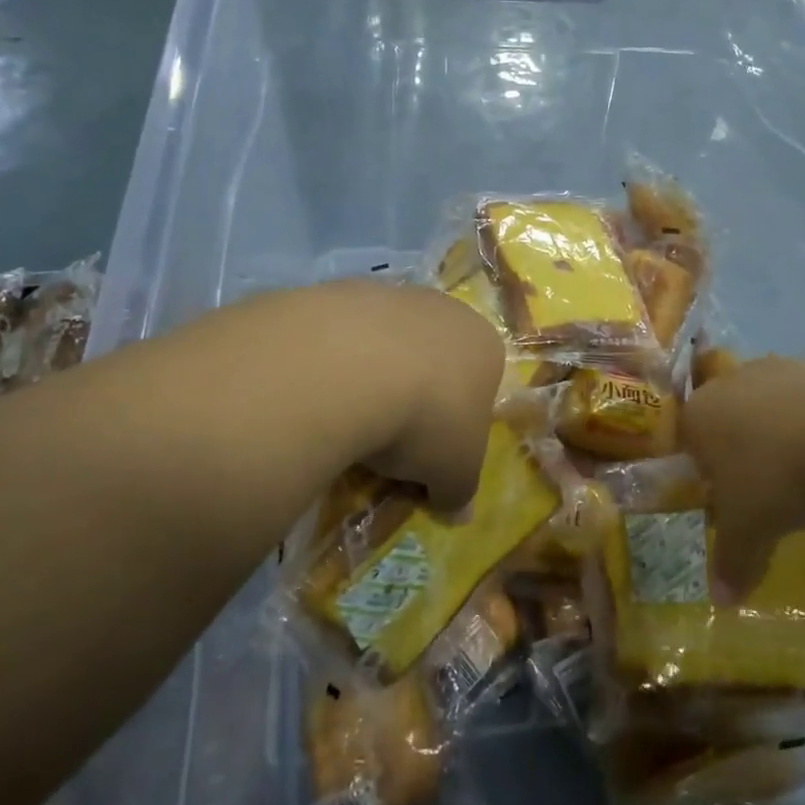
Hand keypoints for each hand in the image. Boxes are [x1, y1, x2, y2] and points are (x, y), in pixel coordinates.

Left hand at [326, 280, 504, 510]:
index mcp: (485, 346)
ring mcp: (393, 294)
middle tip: (390, 438)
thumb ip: (459, 492)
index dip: (459, 423)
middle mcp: (446, 309)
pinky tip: (320, 388)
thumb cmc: (425, 420)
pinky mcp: (342, 289)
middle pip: (435, 359)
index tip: (432, 454)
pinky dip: (335, 360)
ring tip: (348, 416)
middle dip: (418, 394)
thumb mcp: (454, 473)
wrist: (351, 366)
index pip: (481, 385)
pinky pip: (343, 335)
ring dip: (374, 374)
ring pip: (387, 342)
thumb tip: (460, 514)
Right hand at [681, 357, 804, 601]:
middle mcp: (726, 384)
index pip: (687, 442)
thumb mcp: (751, 530)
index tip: (728, 497)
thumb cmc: (778, 476)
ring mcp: (772, 369)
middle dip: (740, 451)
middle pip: (725, 420)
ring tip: (804, 471)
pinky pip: (802, 399)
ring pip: (764, 406)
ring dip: (777, 434)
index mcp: (698, 417)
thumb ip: (732, 562)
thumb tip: (721, 601)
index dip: (704, 472)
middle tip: (764, 487)